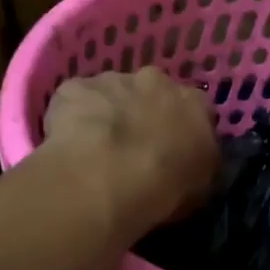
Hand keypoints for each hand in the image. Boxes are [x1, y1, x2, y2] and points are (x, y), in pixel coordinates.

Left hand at [42, 67, 218, 229]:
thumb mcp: (200, 190)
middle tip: (131, 149)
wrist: (107, 179)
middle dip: (143, 114)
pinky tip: (69, 146)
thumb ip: (198, 168)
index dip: (180, 130)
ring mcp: (112, 80)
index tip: (171, 152)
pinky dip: (72, 118)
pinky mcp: (74, 87)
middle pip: (151, 92)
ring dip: (107, 114)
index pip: (194, 110)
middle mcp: (156, 81)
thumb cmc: (164, 189)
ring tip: (95, 152)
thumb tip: (190, 167)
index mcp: (193, 104)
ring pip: (110, 94)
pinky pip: (74, 101)